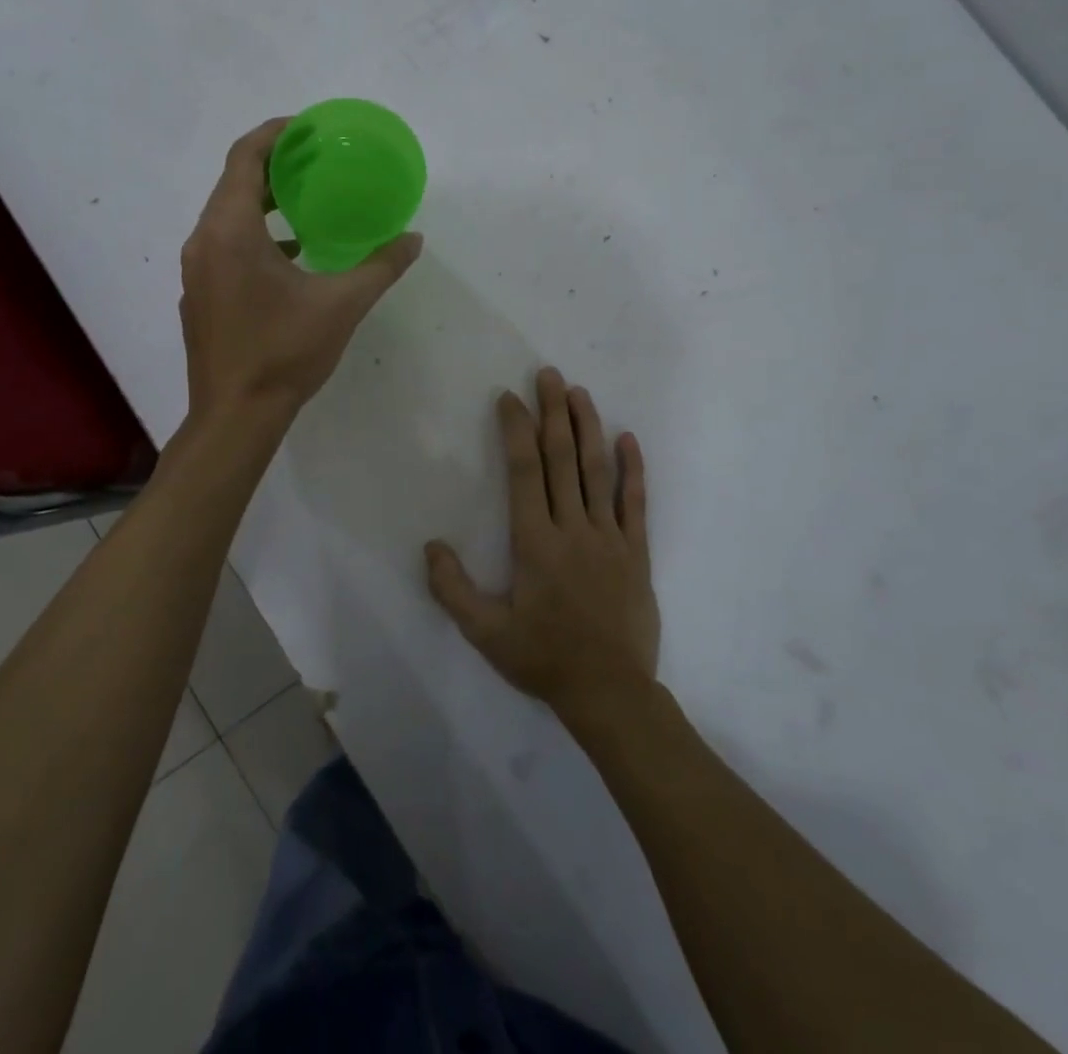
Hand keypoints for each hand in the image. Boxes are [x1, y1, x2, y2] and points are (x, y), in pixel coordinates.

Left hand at [180, 118, 422, 421]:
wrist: (235, 415)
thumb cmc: (285, 353)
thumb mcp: (342, 305)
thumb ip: (380, 266)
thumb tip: (414, 239)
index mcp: (230, 231)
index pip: (245, 158)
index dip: (275, 133)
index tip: (308, 127)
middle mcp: (203, 241)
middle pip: (233, 183)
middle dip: (273, 165)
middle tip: (314, 160)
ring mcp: (196, 271)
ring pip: (226, 217)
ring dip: (262, 202)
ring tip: (305, 201)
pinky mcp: (199, 296)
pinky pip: (223, 246)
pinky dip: (254, 236)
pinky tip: (291, 254)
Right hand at [425, 367, 656, 716]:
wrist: (610, 692)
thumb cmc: (543, 659)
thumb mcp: (486, 633)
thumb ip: (453, 589)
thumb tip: (431, 545)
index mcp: (535, 542)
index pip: (524, 471)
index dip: (516, 430)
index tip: (510, 398)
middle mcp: (572, 528)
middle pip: (562, 459)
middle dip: (553, 413)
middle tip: (548, 374)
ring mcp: (609, 537)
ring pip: (597, 471)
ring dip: (587, 428)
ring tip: (579, 393)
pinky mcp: (636, 552)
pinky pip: (635, 502)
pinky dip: (632, 469)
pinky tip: (628, 439)